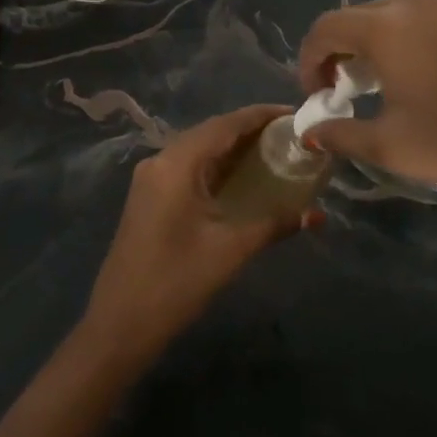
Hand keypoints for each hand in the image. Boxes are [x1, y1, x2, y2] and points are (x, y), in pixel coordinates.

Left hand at [82, 105, 317, 364]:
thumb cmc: (176, 282)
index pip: (224, 125)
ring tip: (272, 150)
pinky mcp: (149, 197)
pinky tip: (241, 177)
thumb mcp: (230, 250)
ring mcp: (150, 179)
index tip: (293, 113)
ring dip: (232, 148)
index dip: (259, 115)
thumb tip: (316, 214)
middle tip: (289, 134)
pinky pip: (187, 168)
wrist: (120, 323)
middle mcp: (160, 161)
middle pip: (210, 133)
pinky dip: (215, 166)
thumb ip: (274, 224)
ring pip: (198, 150)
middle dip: (249, 130)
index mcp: (177, 164)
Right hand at [298, 0, 436, 220]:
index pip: (325, 29)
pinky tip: (433, 30)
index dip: (310, 60)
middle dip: (345, 49)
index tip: (319, 93)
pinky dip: (425, 6)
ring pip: (401, 2)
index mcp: (385, 28)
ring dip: (383, 31)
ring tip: (396, 66)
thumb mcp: (390, 147)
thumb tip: (311, 131)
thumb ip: (339, 134)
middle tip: (352, 88)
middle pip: (360, 14)